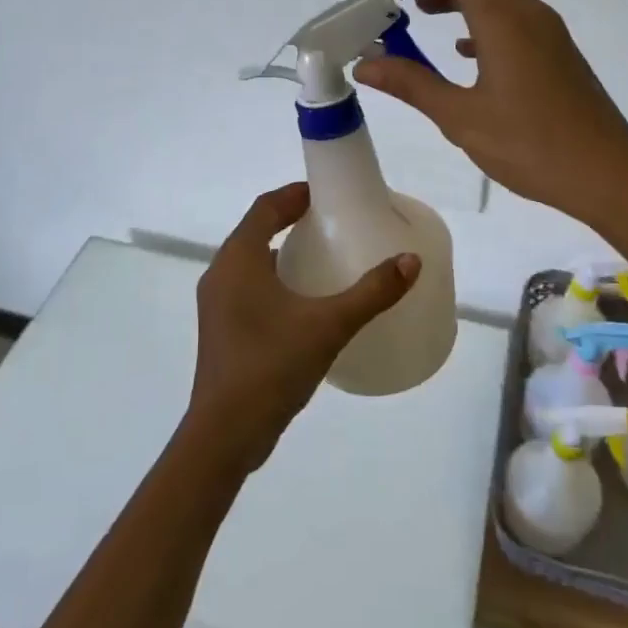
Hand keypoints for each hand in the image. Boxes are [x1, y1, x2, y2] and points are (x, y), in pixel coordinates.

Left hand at [186, 183, 419, 471]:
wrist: (225, 434)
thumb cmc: (271, 366)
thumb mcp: (329, 325)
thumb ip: (371, 292)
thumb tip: (411, 261)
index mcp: (238, 260)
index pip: (265, 208)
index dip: (293, 195)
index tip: (324, 193)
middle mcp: (221, 273)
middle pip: (255, 231)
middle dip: (289, 220)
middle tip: (331, 222)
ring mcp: (216, 304)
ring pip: (250, 262)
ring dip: (281, 252)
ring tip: (322, 257)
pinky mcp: (221, 329)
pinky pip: (248, 287)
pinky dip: (274, 280)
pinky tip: (304, 302)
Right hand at [354, 0, 627, 226]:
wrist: (608, 175)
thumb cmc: (532, 145)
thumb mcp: (462, 117)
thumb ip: (413, 84)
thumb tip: (364, 65)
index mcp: (503, 20)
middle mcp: (527, 14)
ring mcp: (547, 33)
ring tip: (420, 10)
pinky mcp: (556, 53)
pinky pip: (510, 20)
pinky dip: (479, 21)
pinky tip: (463, 48)